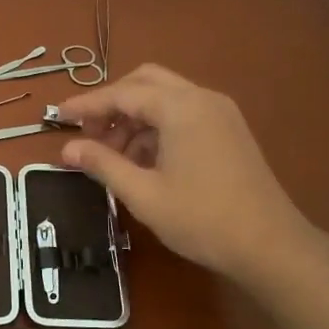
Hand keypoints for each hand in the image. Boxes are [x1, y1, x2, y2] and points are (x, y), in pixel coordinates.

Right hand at [53, 64, 322, 285]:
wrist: (271, 246)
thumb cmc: (202, 219)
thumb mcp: (143, 194)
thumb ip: (103, 164)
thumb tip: (67, 148)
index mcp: (180, 107)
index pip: (122, 93)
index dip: (86, 105)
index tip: (57, 117)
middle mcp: (201, 98)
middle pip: (144, 83)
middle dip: (112, 104)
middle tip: (88, 134)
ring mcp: (220, 112)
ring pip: (164, 98)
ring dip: (133, 118)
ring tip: (113, 157)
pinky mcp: (229, 129)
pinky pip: (183, 113)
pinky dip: (156, 127)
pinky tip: (143, 161)